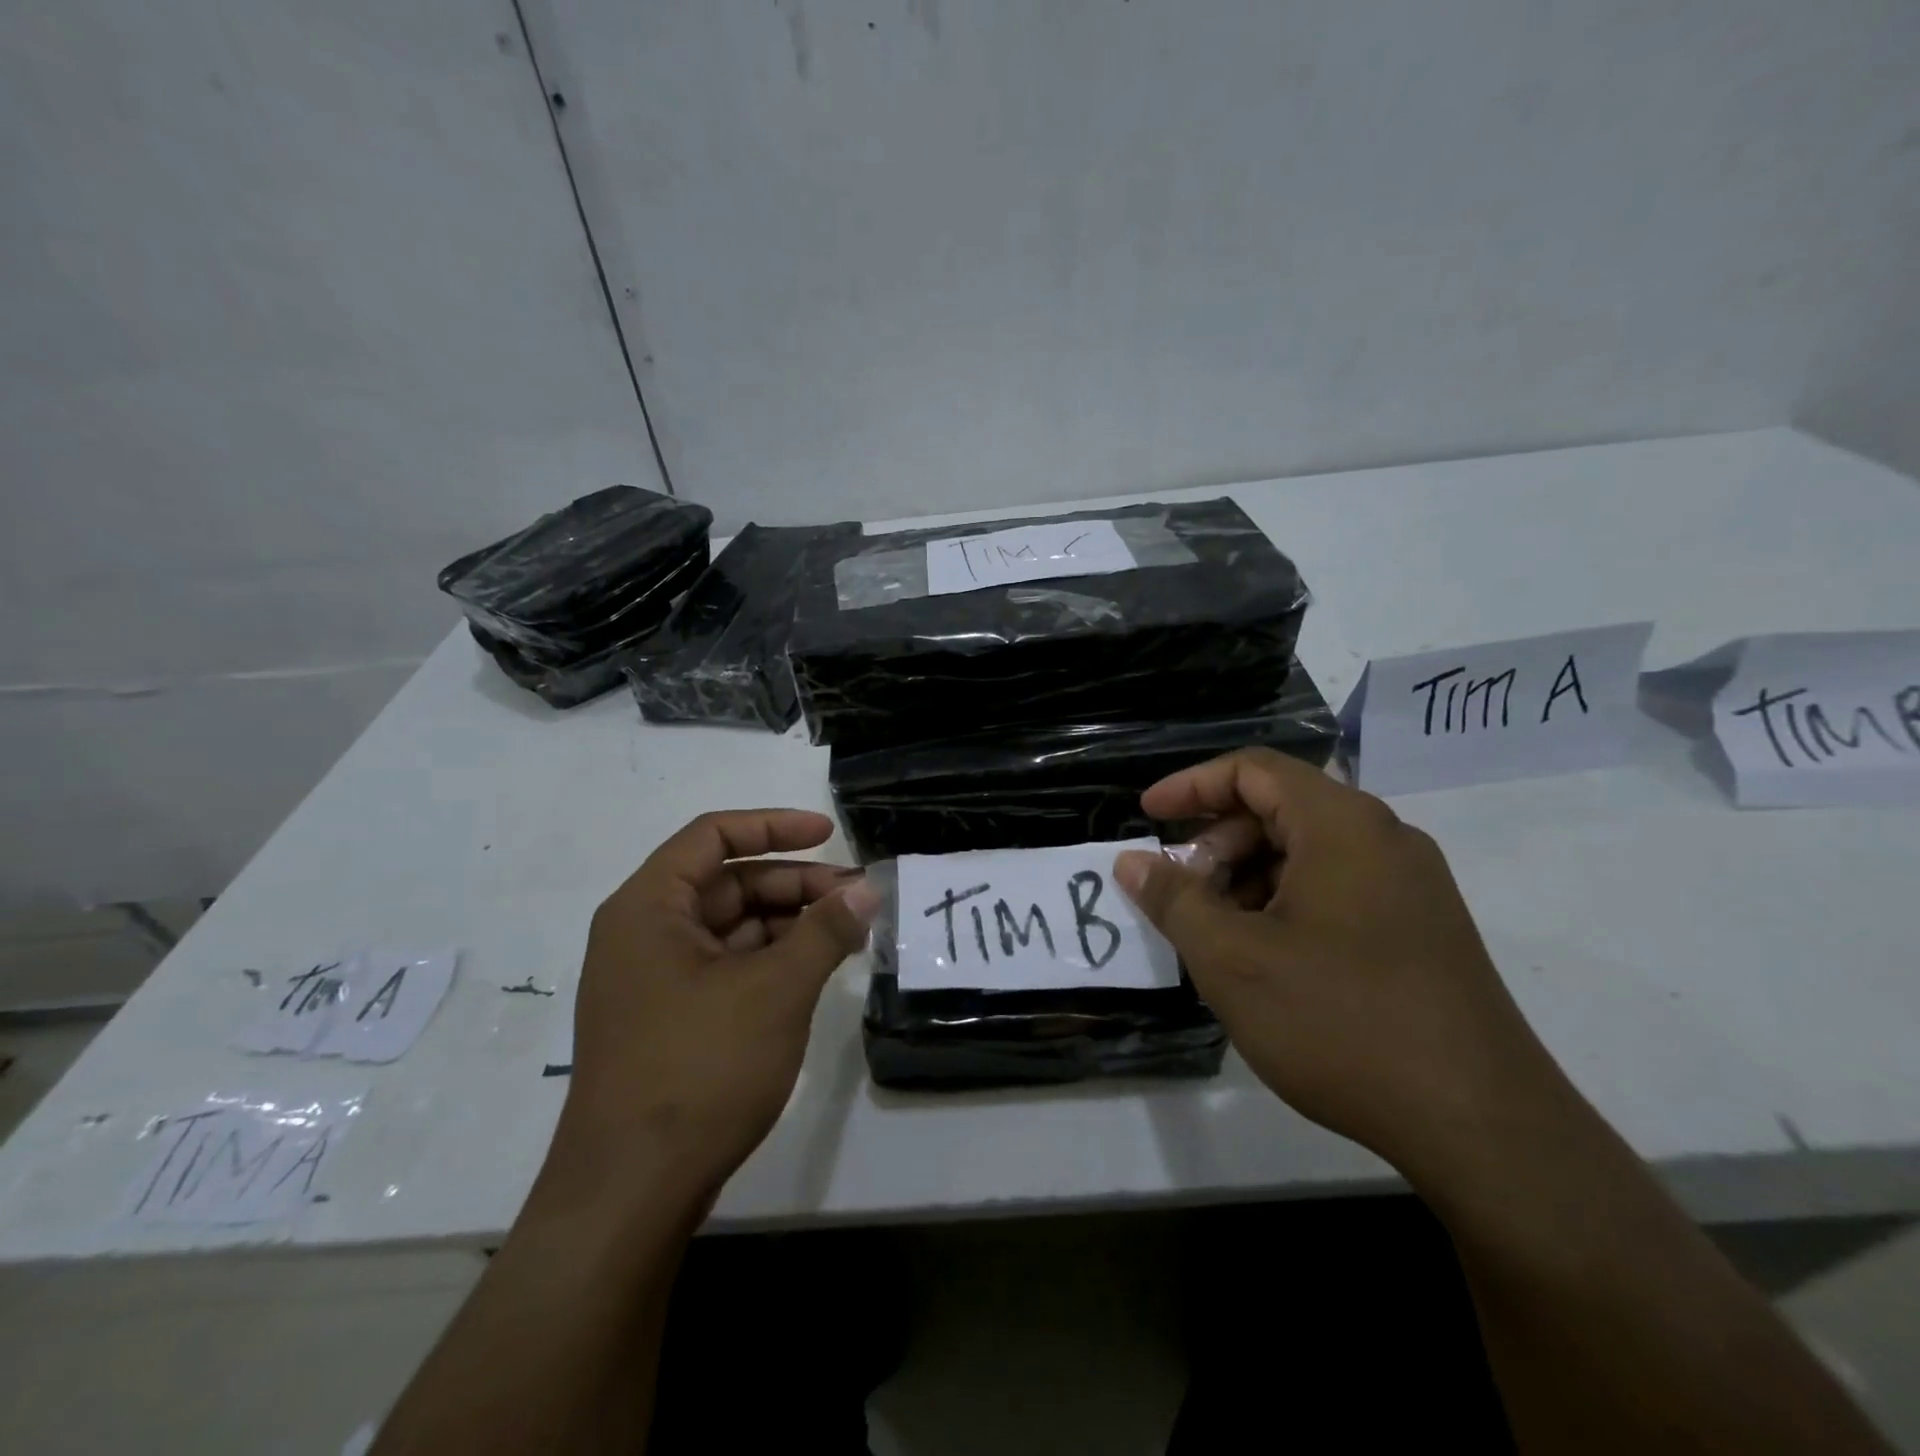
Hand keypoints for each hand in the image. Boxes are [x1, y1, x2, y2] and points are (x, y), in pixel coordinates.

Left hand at [544, 809, 878, 1208]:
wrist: (630, 1194)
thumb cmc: (698, 1070)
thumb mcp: (775, 990)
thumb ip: (825, 931)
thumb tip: (867, 889)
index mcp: (649, 908)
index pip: (713, 836)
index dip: (774, 826)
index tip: (830, 836)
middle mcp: (643, 934)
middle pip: (727, 883)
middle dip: (794, 885)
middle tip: (855, 899)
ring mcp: (654, 981)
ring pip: (731, 928)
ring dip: (788, 924)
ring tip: (847, 936)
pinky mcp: (669, 1021)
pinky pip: (726, 968)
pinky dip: (771, 961)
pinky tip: (814, 972)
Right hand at [1114, 749, 1573, 1190]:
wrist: (1482, 1126)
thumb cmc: (1340, 1021)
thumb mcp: (1231, 959)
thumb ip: (1174, 899)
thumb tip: (1133, 861)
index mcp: (1343, 825)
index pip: (1253, 769)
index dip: (1191, 784)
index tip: (1148, 815)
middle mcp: (1385, 839)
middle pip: (1281, 808)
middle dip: (1218, 841)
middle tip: (1182, 890)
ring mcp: (1412, 885)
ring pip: (1309, 852)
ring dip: (1250, 876)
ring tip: (1217, 931)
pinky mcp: (1424, 928)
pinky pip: (1339, 887)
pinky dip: (1287, 902)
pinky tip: (1267, 957)